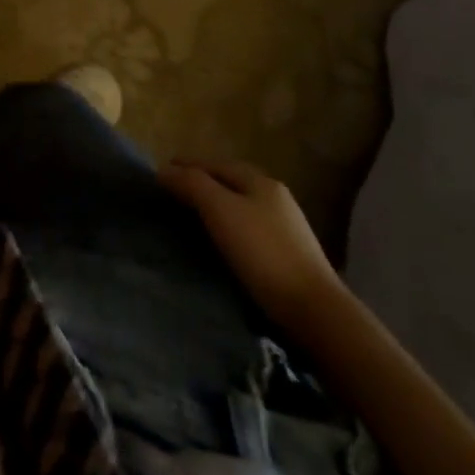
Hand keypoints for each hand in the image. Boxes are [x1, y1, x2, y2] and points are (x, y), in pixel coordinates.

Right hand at [160, 160, 341, 329]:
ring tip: (191, 217)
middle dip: (201, 183)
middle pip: (230, 182)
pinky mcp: (288, 255)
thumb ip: (192, 185)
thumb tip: (165, 170)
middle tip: (172, 193)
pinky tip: (220, 241)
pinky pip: (248, 228)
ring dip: (215, 205)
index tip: (160, 173)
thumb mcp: (221, 211)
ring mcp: (285, 227)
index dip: (187, 165)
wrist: (314, 310)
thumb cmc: (263, 252)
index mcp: (260, 181)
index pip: (215, 164)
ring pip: (240, 206)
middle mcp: (275, 197)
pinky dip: (228, 226)